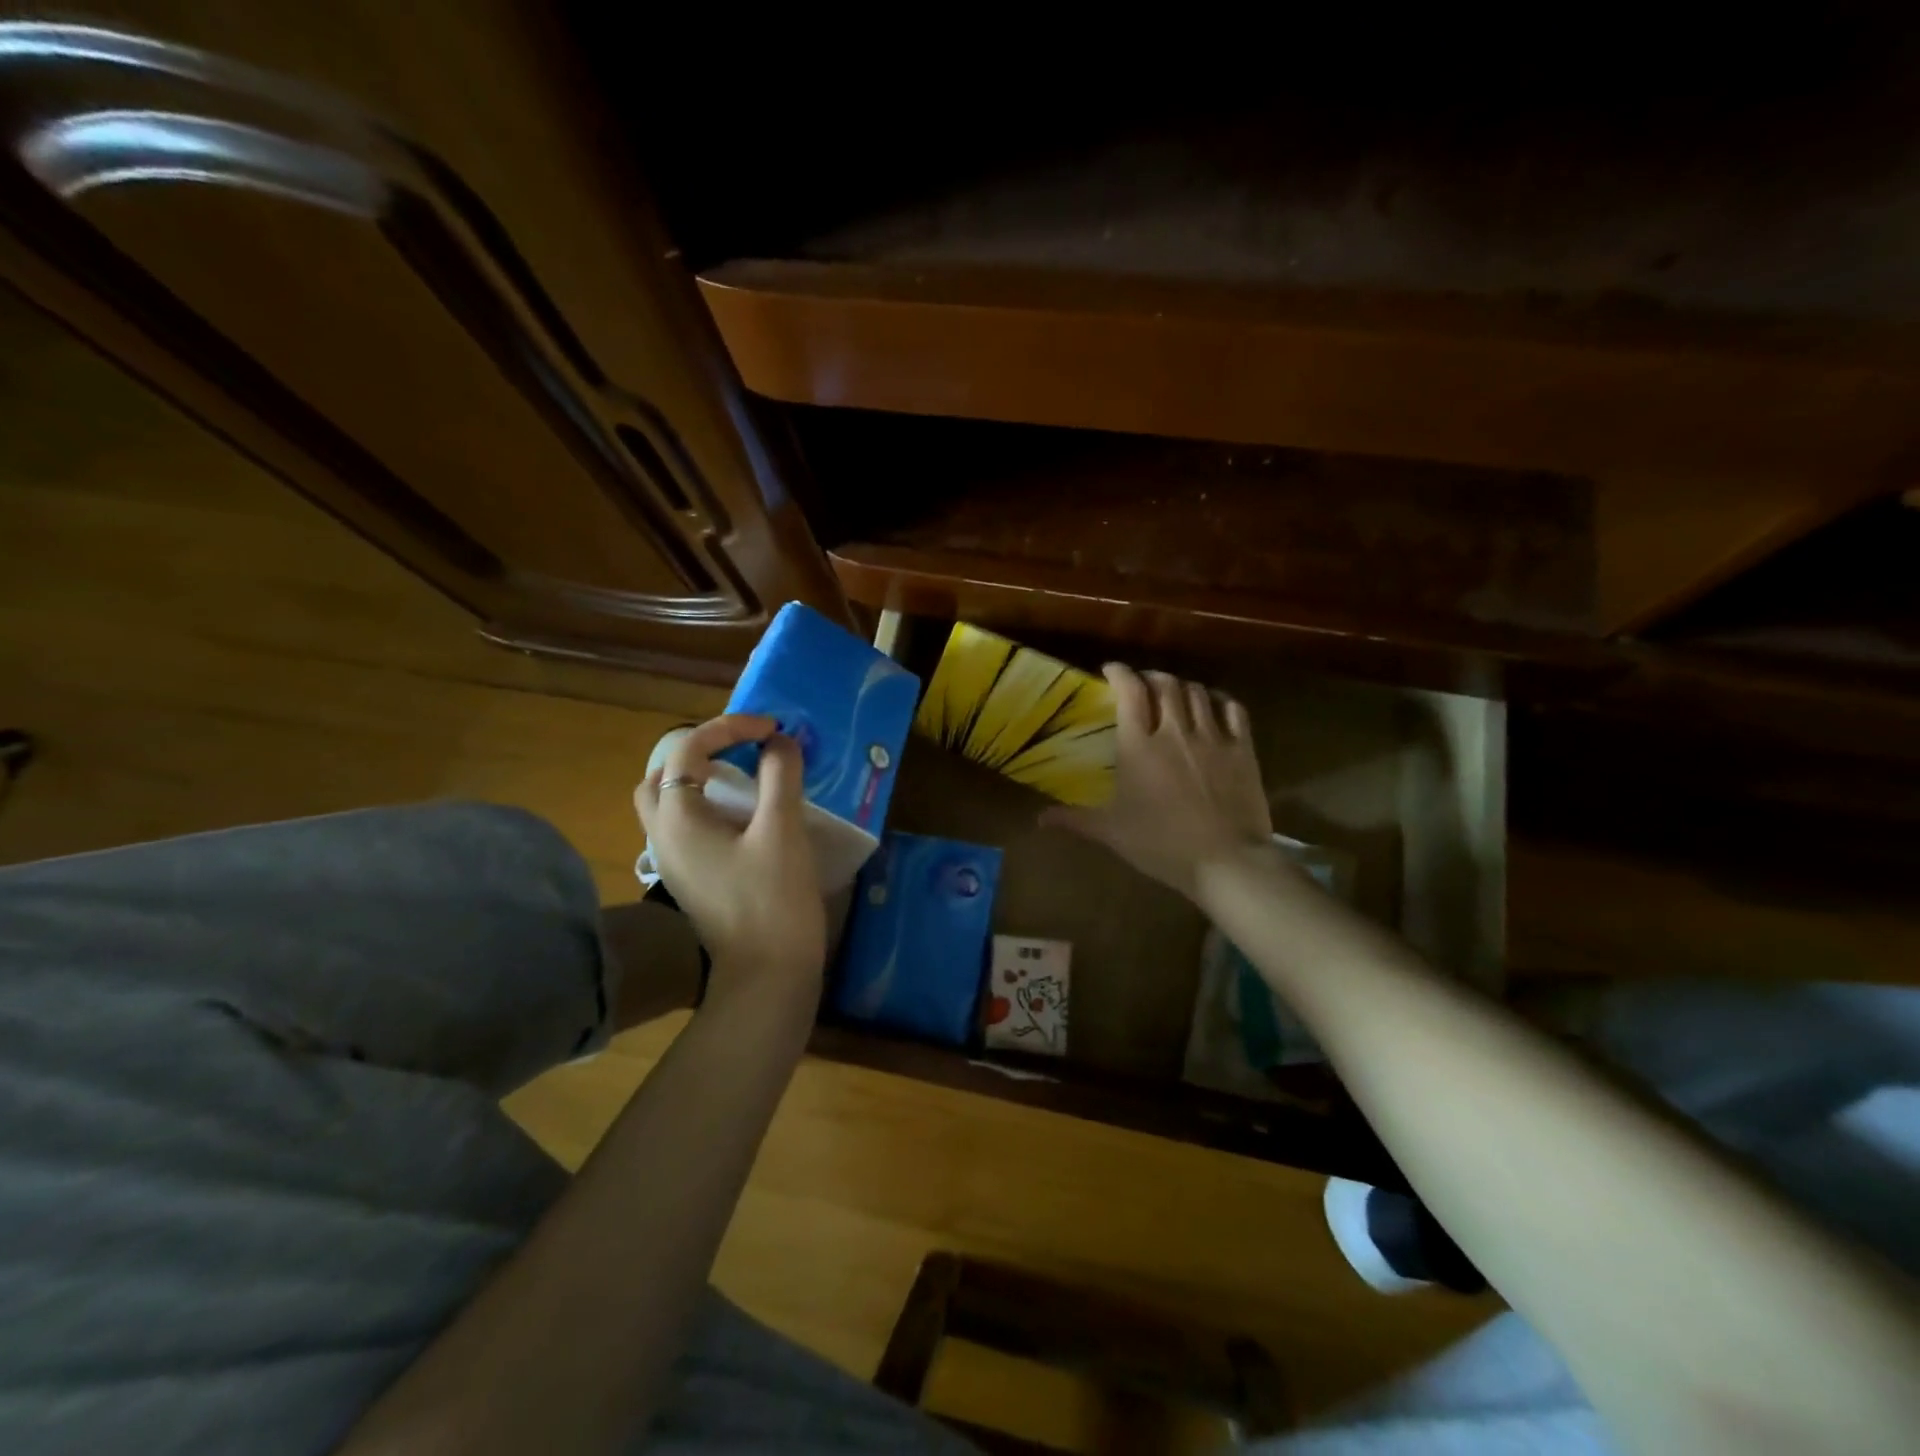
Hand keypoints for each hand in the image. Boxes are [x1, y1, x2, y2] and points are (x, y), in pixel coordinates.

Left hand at [635, 715, 826, 998]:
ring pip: (668, 801)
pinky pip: (684, 824)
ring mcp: (671, 860)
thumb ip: (780, 776)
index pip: (688, 749)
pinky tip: (742, 812)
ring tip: (742, 773)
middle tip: (744, 747)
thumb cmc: (773, 900)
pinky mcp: (688, 877)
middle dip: (701, 749)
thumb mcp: (782, 830)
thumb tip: (780, 741)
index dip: (730, 727)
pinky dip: (705, 804)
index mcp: (677, 818)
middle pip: (663, 774)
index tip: (773, 729)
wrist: (766, 975)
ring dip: (698, 778)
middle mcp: (662, 835)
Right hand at [1041, 664, 1272, 901]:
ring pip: (1197, 692)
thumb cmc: (1161, 844)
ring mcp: (1212, 737)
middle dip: (1151, 677)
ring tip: (1174, 694)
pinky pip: (1233, 710)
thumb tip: (1039, 819)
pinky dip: (1220, 701)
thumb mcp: (1112, 832)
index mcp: (1139, 746)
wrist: (1225, 860)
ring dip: (1182, 687)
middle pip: (1165, 684)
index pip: (1130, 692)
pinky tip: (1214, 705)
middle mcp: (1175, 731)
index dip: (1120, 673)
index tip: (1111, 670)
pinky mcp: (1243, 749)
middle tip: (1143, 686)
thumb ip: (1075, 819)